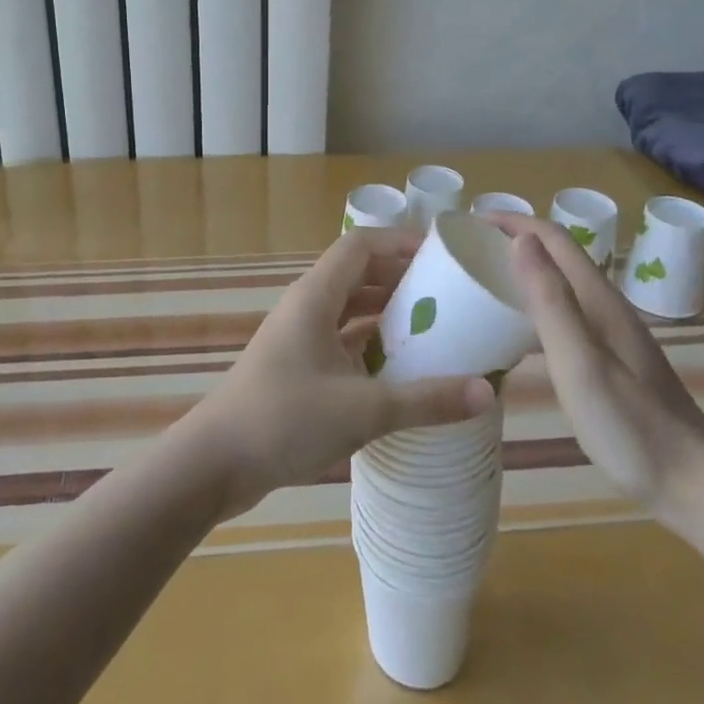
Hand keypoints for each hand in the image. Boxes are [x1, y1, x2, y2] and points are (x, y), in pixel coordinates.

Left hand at [181, 227, 496, 516]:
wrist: (215, 463)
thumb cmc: (285, 419)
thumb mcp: (363, 410)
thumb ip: (426, 400)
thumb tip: (487, 391)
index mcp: (316, 296)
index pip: (361, 245)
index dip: (401, 241)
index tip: (443, 254)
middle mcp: (307, 307)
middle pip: (358, 274)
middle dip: (402, 278)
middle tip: (449, 294)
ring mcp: (299, 338)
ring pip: (350, 310)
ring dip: (387, 313)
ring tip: (435, 328)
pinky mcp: (298, 367)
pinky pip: (342, 341)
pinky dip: (371, 345)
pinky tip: (400, 369)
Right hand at [484, 214, 703, 512]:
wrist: (692, 486)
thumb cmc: (630, 425)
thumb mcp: (580, 362)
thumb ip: (551, 301)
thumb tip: (521, 240)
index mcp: (598, 299)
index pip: (552, 238)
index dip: (512, 221)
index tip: (468, 223)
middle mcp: (604, 307)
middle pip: (555, 256)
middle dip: (511, 242)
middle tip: (464, 253)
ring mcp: (609, 335)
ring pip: (558, 286)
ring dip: (520, 274)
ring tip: (478, 286)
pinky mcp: (608, 361)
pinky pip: (561, 316)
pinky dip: (531, 309)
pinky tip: (511, 335)